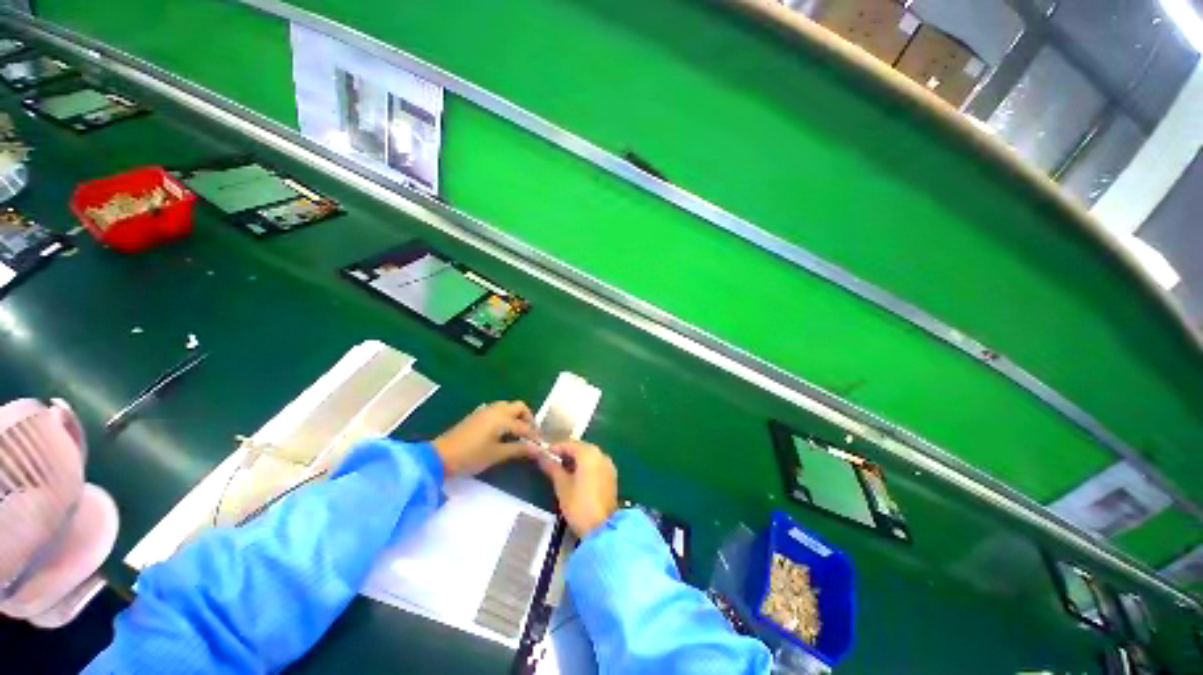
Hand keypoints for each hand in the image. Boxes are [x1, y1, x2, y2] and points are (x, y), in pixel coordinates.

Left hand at [433, 401, 535, 476]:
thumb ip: (518, 449)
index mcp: (502, 418)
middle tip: (530, 434)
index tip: (540, 446)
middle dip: (528, 418)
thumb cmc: (471, 456)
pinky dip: (506, 416)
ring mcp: (485, 410)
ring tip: (518, 432)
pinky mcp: (477, 415)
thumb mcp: (497, 455)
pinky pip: (498, 410)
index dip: (534, 436)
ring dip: (516, 416)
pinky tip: (503, 431)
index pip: (525, 426)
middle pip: (519, 407)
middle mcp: (496, 410)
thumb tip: (537, 449)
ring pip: (508, 406)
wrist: (440, 457)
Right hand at [536, 441, 617, 536]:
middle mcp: (601, 454)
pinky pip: (595, 463)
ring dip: (575, 459)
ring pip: (588, 455)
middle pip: (580, 447)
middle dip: (565, 452)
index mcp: (589, 453)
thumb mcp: (562, 485)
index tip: (542, 454)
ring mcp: (608, 464)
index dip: (554, 447)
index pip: (568, 443)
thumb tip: (539, 454)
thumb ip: (551, 467)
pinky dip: (584, 466)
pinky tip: (575, 476)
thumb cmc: (579, 505)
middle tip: (550, 462)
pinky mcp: (611, 475)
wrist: (603, 529)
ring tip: (560, 470)